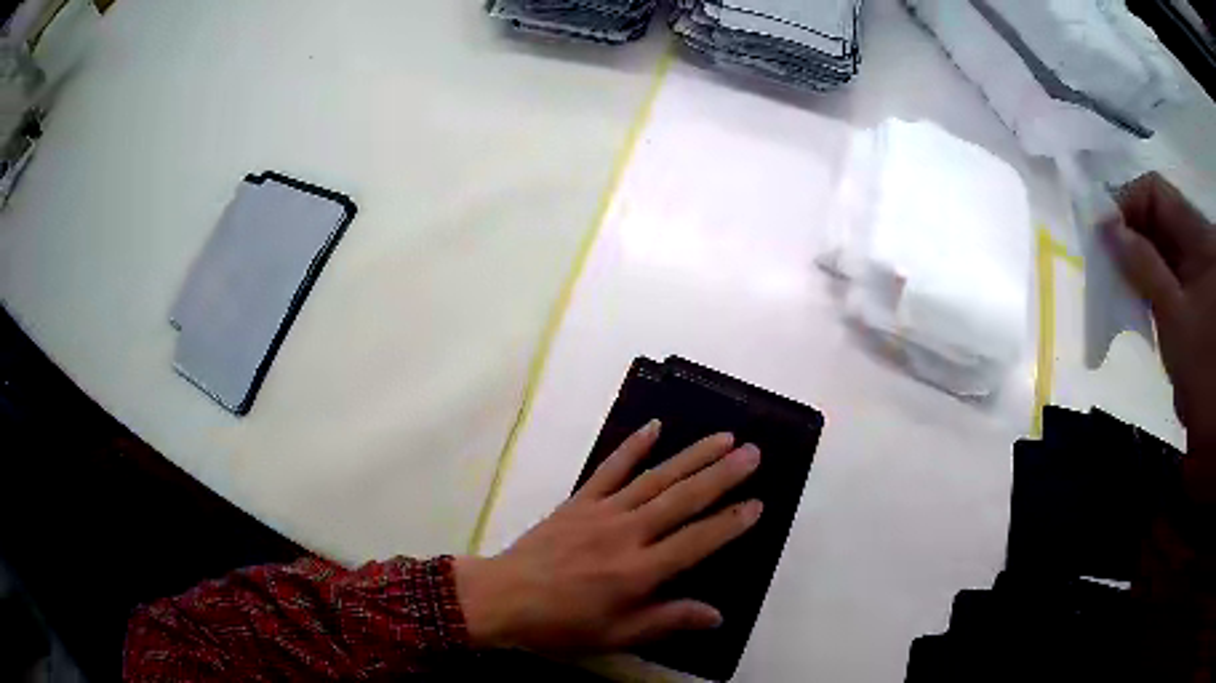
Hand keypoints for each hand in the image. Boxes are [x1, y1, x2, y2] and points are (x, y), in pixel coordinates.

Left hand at [454, 421, 762, 652]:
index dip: (730, 523)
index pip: (697, 541)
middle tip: (753, 453)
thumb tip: (717, 615)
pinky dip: (632, 446)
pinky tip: (654, 427)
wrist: (503, 597)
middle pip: (682, 499)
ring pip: (655, 478)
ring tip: (723, 438)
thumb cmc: (561, 624)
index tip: (758, 504)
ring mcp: (602, 511)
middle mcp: (627, 534)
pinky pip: (610, 468)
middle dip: (722, 475)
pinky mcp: (579, 501)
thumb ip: (666, 620)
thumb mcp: (616, 635)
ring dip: (691, 456)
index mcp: (638, 571)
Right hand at [1106, 172, 1215, 497]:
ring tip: (1127, 291)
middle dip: (1133, 239)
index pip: (1154, 191)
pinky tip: (1146, 305)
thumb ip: (1142, 266)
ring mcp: (1199, 268)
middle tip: (1112, 267)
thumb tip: (1106, 229)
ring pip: (1164, 247)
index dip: (1127, 205)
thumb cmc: (1202, 363)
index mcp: (1196, 232)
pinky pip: (1172, 272)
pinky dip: (1156, 284)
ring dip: (1143, 264)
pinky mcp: (1197, 292)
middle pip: (1158, 218)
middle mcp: (1197, 240)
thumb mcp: (1174, 315)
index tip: (1105, 237)